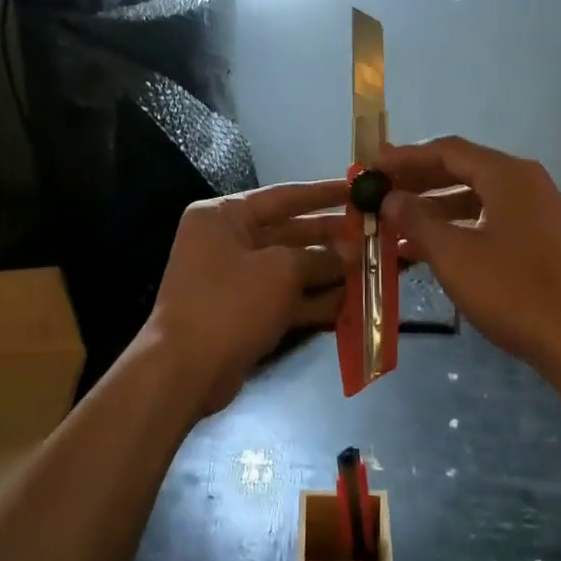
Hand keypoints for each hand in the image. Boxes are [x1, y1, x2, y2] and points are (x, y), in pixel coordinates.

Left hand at [139, 180, 350, 416]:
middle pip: (289, 232)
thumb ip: (320, 258)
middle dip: (332, 238)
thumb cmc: (230, 304)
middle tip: (374, 235)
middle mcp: (227, 241)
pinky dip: (314, 300)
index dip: (324, 193)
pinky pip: (285, 298)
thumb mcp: (281, 271)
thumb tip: (351, 253)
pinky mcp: (244, 312)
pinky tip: (351, 303)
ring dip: (329, 271)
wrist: (186, 370)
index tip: (360, 190)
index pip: (283, 196)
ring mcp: (235, 279)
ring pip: (291, 268)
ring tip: (372, 269)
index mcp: (224, 216)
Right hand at [376, 137, 560, 376]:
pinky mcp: (545, 239)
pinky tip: (434, 250)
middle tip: (381, 194)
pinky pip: (493, 220)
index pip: (447, 151)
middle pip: (464, 170)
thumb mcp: (454, 255)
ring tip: (398, 227)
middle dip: (419, 182)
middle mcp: (527, 182)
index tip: (372, 169)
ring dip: (437, 209)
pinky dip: (461, 227)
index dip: (405, 158)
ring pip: (478, 198)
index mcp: (507, 175)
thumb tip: (390, 198)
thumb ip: (416, 221)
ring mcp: (540, 211)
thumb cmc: (512, 291)